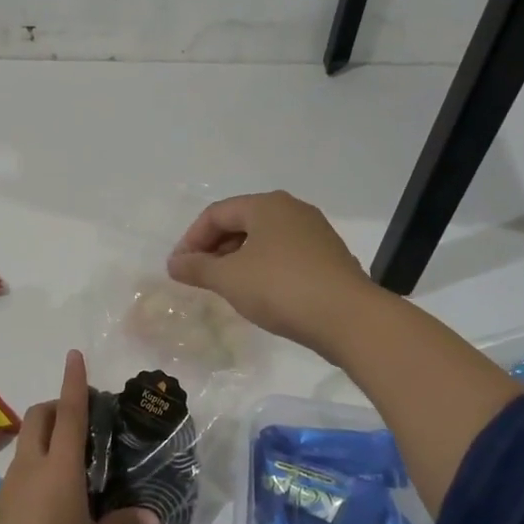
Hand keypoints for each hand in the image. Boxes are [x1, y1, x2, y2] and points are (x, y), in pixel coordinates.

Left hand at [0, 351, 158, 523]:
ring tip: (70, 471)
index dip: (73, 382)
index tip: (74, 355)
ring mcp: (6, 489)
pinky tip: (48, 508)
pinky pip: (16, 478)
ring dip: (44, 443)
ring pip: (25, 447)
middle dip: (56, 407)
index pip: (70, 414)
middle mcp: (29, 469)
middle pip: (38, 418)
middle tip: (80, 422)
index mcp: (60, 471)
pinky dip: (33, 474)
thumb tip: (150, 518)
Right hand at [165, 191, 380, 356]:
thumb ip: (197, 268)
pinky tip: (258, 293)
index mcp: (266, 205)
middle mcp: (292, 210)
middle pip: (240, 223)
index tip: (178, 269)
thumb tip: (174, 263)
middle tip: (198, 277)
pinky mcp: (328, 257)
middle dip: (214, 249)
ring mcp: (314, 233)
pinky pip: (284, 255)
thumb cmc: (281, 288)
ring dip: (237, 259)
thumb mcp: (229, 278)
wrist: (349, 318)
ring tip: (225, 287)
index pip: (216, 214)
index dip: (191, 239)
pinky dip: (262, 268)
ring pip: (263, 240)